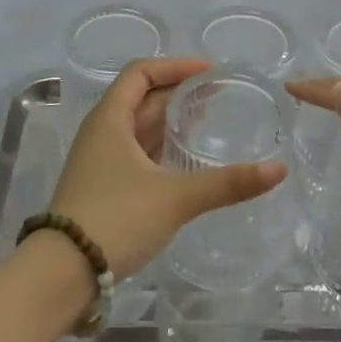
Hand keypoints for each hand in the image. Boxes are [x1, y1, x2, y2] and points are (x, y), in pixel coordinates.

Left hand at [49, 58, 288, 279]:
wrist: (62, 274)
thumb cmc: (115, 219)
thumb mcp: (175, 198)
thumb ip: (227, 183)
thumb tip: (279, 170)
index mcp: (110, 119)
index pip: (141, 73)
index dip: (175, 66)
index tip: (210, 72)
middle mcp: (101, 133)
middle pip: (141, 98)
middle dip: (179, 93)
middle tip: (219, 97)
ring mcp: (99, 162)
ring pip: (138, 128)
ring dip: (170, 121)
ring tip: (208, 122)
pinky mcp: (102, 188)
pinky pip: (135, 153)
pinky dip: (161, 148)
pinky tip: (184, 161)